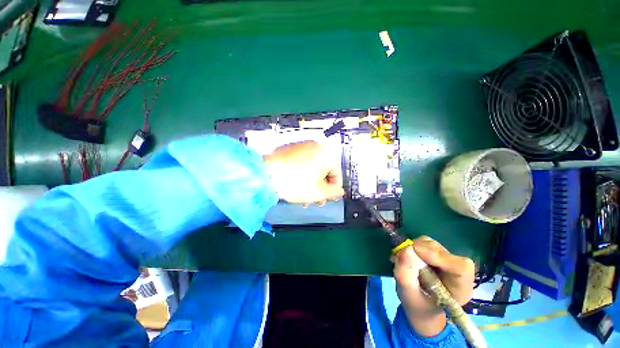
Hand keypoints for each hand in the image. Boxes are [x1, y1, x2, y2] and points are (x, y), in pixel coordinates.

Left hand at [263, 141, 344, 203]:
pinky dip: (302, 174)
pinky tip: (295, 185)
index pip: (336, 174)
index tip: (328, 197)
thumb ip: (334, 192)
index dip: (333, 189)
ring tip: (304, 196)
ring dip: (311, 182)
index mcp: (326, 153)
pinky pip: (302, 163)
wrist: (265, 174)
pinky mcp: (290, 149)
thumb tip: (339, 191)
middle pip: (323, 171)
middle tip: (316, 199)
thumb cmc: (293, 182)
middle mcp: (315, 146)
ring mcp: (301, 146)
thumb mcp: (319, 192)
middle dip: (320, 187)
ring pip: (312, 168)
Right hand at [393, 236, 474, 336]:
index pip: (461, 267)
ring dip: (413, 248)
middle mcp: (456, 271)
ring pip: (431, 244)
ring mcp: (446, 259)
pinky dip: (410, 246)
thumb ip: (406, 275)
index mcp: (460, 288)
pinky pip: (423, 242)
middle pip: (442, 251)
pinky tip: (404, 257)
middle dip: (419, 251)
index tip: (416, 251)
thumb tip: (405, 249)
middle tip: (401, 258)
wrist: (420, 306)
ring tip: (402, 261)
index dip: (439, 256)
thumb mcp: (408, 296)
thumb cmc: (418, 306)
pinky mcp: (436, 252)